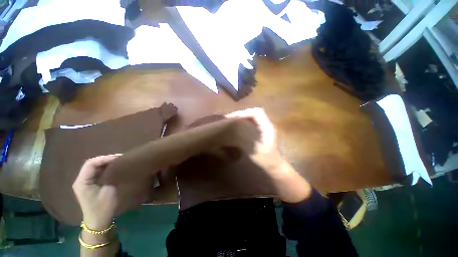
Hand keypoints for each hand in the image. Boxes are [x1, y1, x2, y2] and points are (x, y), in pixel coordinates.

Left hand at [73, 155, 120, 229]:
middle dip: (106, 159)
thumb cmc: (103, 207)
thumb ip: (110, 176)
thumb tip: (117, 165)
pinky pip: (96, 172)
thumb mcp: (108, 190)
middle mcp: (81, 180)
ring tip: (119, 161)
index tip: (119, 158)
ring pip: (94, 167)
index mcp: (82, 181)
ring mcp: (84, 182)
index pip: (91, 163)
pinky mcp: (89, 184)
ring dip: (106, 163)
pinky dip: (105, 168)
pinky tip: (114, 168)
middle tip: (121, 158)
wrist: (98, 221)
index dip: (105, 158)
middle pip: (92, 164)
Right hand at [225, 108, 285, 175]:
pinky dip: (244, 122)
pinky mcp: (262, 131)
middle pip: (254, 112)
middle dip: (241, 114)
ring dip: (242, 117)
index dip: (244, 113)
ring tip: (232, 120)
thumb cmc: (266, 159)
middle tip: (230, 118)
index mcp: (267, 127)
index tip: (233, 117)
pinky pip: (252, 122)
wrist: (275, 165)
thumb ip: (246, 140)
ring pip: (253, 117)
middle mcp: (266, 124)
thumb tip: (235, 130)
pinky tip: (238, 126)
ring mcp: (264, 127)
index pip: (256, 112)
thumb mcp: (255, 151)